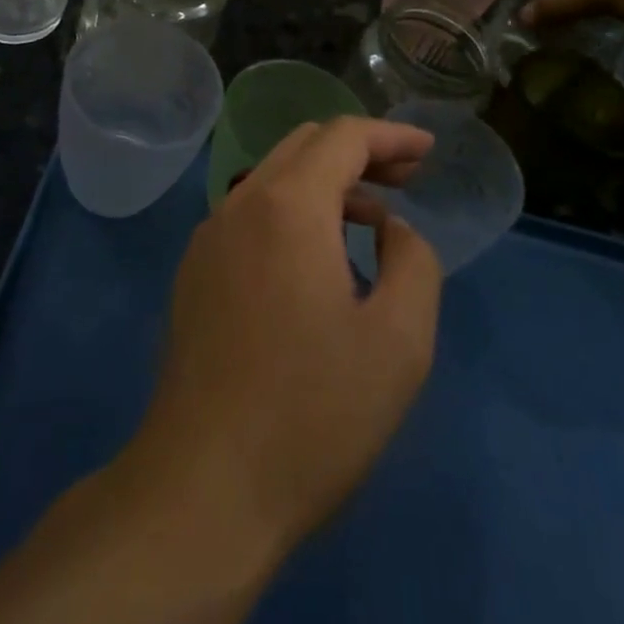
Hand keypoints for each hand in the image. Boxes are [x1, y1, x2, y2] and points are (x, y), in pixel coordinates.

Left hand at [127, 118, 442, 555]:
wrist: (203, 488)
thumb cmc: (312, 414)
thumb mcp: (398, 342)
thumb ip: (413, 263)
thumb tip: (392, 230)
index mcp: (287, 205)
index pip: (343, 137)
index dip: (391, 135)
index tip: (428, 149)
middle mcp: (240, 204)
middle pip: (305, 146)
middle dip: (360, 152)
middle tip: (406, 178)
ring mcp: (209, 238)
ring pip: (274, 179)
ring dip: (326, 183)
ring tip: (372, 223)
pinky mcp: (195, 273)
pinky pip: (251, 215)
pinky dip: (294, 213)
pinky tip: (319, 262)